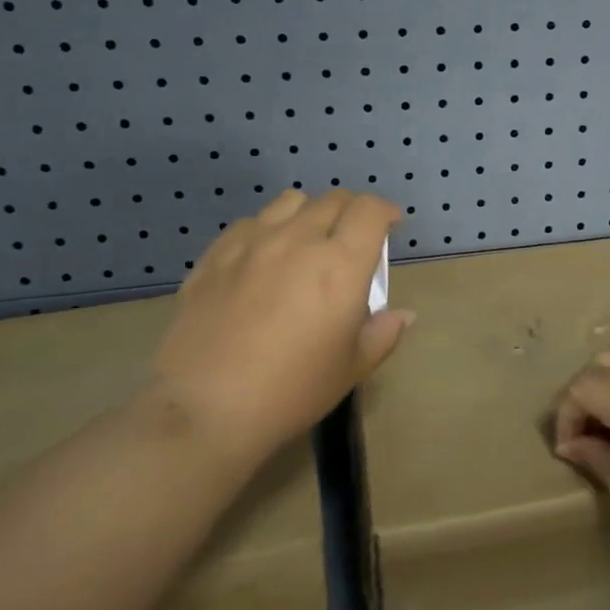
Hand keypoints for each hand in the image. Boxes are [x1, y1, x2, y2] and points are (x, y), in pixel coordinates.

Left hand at [150, 189, 413, 472]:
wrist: (205, 409)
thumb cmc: (292, 391)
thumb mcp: (351, 369)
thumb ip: (382, 333)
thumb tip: (403, 315)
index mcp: (340, 263)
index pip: (369, 210)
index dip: (384, 211)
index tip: (389, 225)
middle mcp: (298, 239)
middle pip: (332, 200)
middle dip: (351, 212)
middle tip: (352, 238)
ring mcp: (252, 242)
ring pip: (290, 202)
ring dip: (309, 213)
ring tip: (308, 240)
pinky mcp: (215, 255)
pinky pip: (250, 222)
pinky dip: (268, 228)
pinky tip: (264, 258)